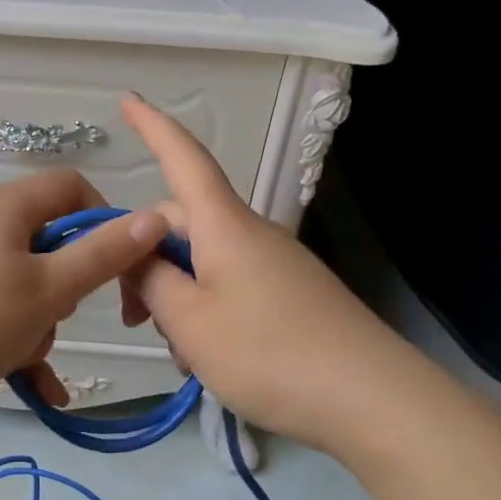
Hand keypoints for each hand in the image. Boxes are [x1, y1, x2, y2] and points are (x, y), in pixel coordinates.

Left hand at [0, 169, 169, 420]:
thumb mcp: (48, 291)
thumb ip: (104, 254)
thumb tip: (155, 217)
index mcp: (5, 206)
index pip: (73, 188)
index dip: (105, 222)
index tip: (119, 268)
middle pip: (48, 242)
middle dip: (64, 290)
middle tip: (56, 320)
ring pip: (23, 284)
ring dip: (37, 324)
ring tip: (21, 358)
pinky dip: (13, 340)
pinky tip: (34, 388)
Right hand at [119, 95, 398, 452]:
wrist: (372, 400)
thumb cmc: (269, 353)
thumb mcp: (189, 322)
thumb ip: (151, 281)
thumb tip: (137, 254)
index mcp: (224, 226)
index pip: (184, 159)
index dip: (153, 128)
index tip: (128, 100)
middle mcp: (250, 234)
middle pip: (184, 222)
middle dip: (146, 258)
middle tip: (130, 317)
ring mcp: (275, 264)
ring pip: (204, 261)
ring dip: (175, 294)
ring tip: (177, 349)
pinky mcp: (290, 295)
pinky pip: (230, 285)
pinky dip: (205, 310)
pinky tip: (207, 356)